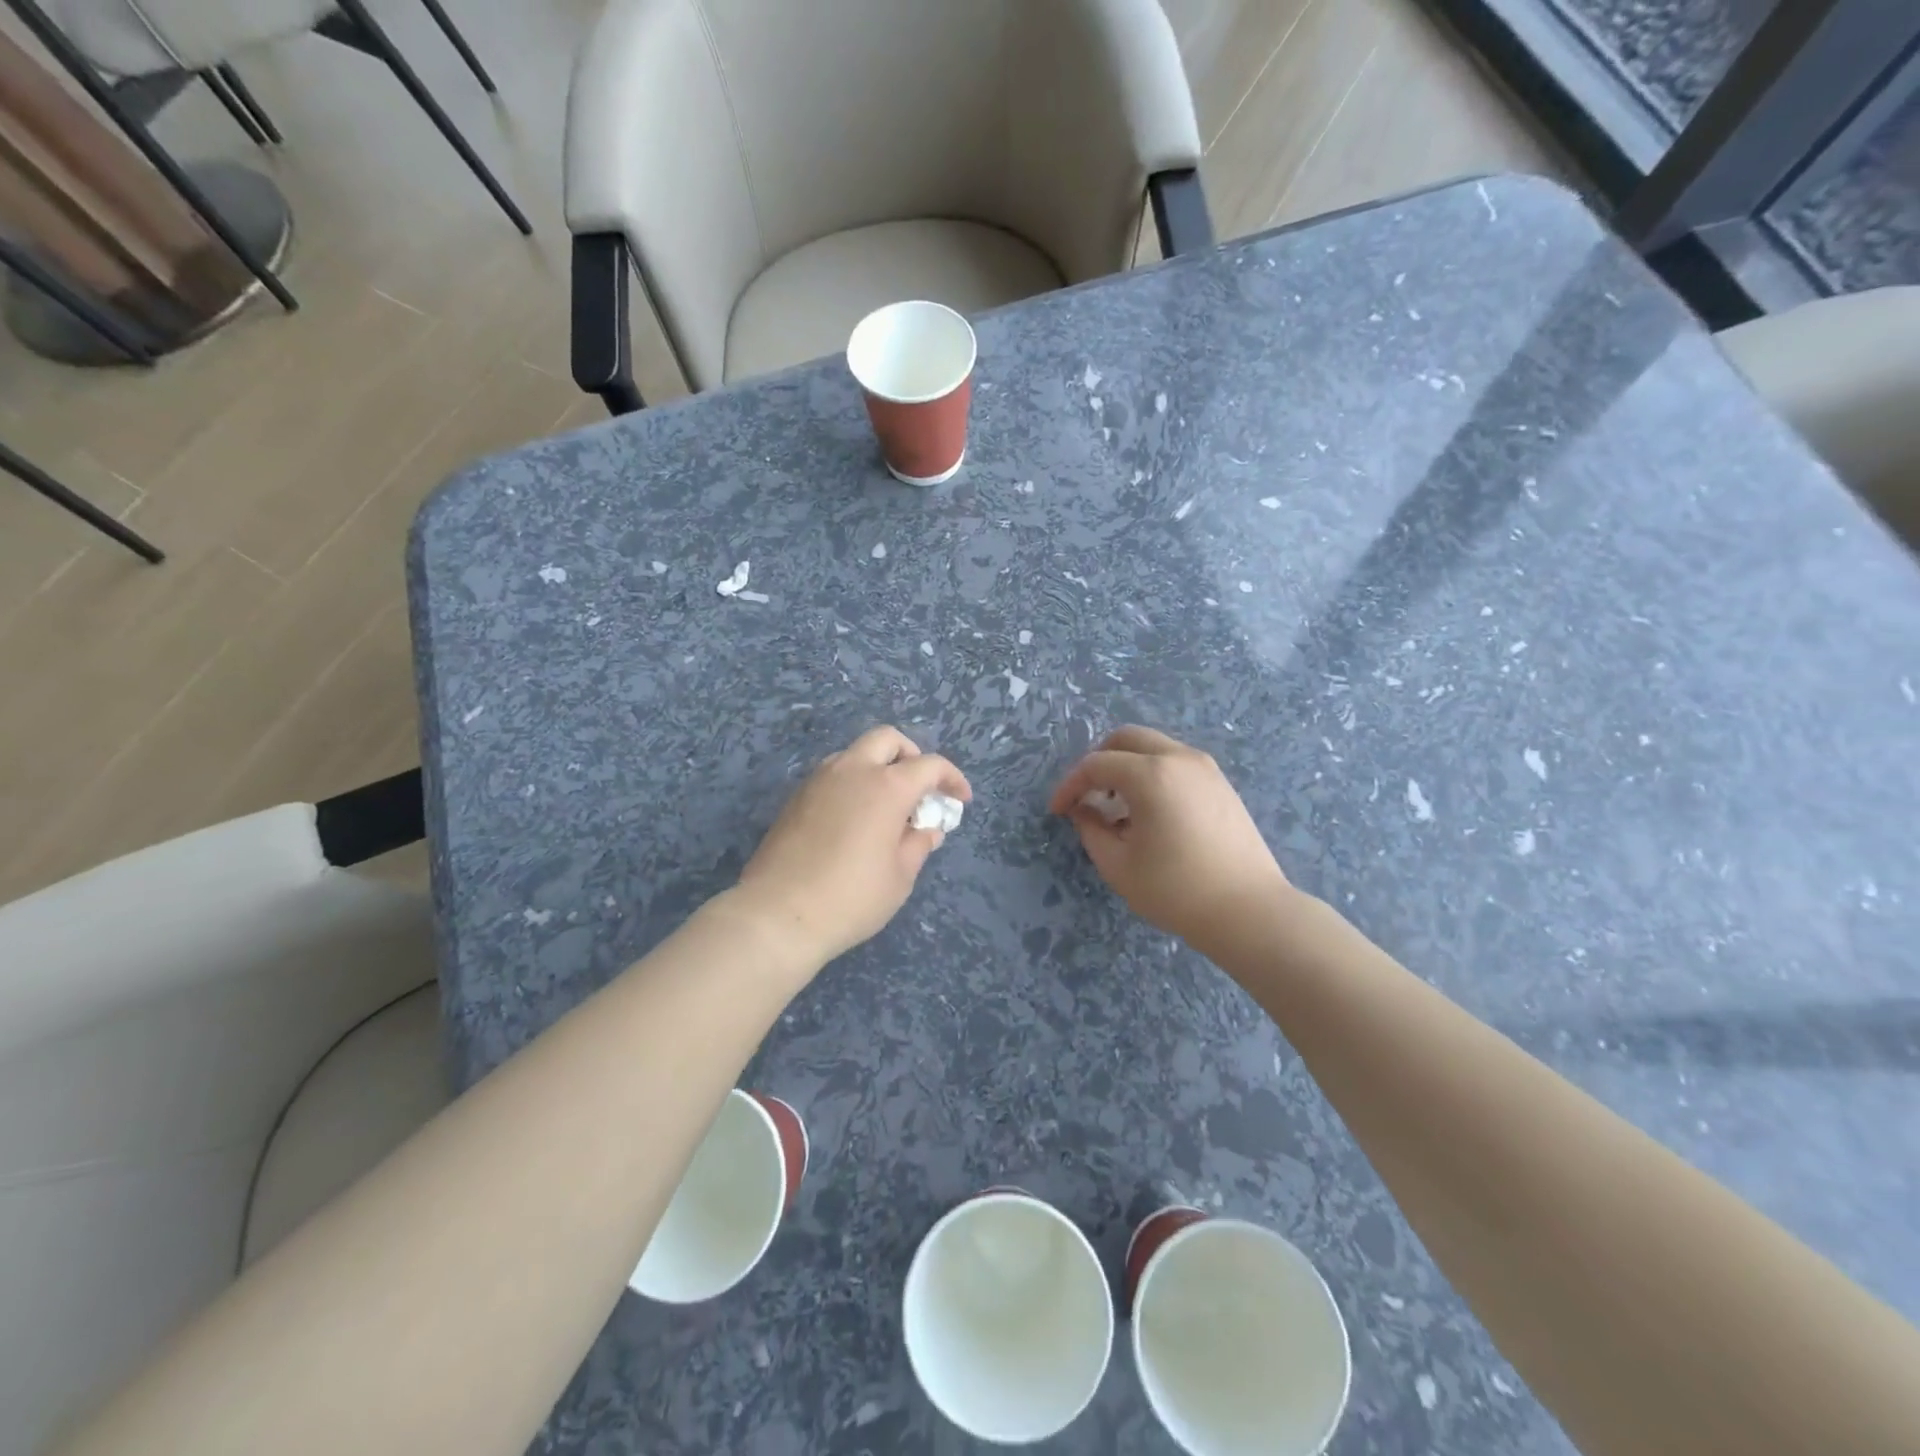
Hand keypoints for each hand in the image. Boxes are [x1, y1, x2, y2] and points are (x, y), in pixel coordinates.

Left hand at [733, 726, 971, 966]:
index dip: (951, 779)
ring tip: (886, 806)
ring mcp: (819, 780)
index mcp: (886, 786)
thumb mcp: (900, 877)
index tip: (961, 800)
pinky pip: (832, 775)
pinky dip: (852, 783)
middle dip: (911, 755)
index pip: (929, 765)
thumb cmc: (852, 898)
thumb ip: (918, 845)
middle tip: (920, 789)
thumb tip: (927, 830)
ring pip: (855, 753)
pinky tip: (855, 819)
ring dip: (878, 767)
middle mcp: (852, 770)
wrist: (778, 914)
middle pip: (888, 739)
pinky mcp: (796, 797)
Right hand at [1048, 726, 1289, 947]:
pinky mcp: (1221, 784)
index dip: (1070, 785)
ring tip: (1118, 807)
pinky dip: (1153, 774)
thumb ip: (1091, 829)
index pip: (1096, 765)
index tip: (1058, 811)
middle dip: (1099, 761)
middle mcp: (1179, 758)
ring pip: (1154, 747)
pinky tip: (1150, 813)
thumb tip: (1083, 810)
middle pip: (1126, 739)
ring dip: (1128, 766)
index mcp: (1150, 774)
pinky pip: (1176, 763)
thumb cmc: (1175, 890)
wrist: (1248, 911)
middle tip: (1087, 794)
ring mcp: (1206, 768)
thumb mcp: (1117, 865)